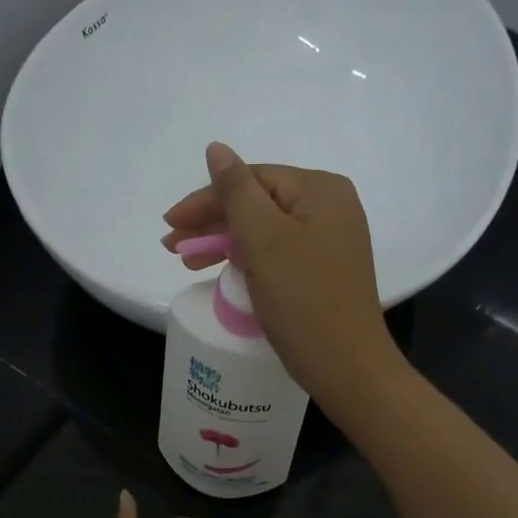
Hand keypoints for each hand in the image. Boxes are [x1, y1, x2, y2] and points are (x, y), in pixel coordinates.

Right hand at [161, 142, 401, 412]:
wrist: (347, 368)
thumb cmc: (304, 300)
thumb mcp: (264, 240)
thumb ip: (236, 191)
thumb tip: (216, 149)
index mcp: (322, 191)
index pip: (252, 180)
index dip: (206, 200)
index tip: (169, 225)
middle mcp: (332, 209)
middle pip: (259, 204)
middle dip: (212, 223)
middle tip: (172, 247)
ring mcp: (331, 242)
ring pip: (265, 232)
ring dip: (224, 242)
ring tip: (187, 261)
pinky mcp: (325, 273)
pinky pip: (278, 255)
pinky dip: (248, 260)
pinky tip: (225, 270)